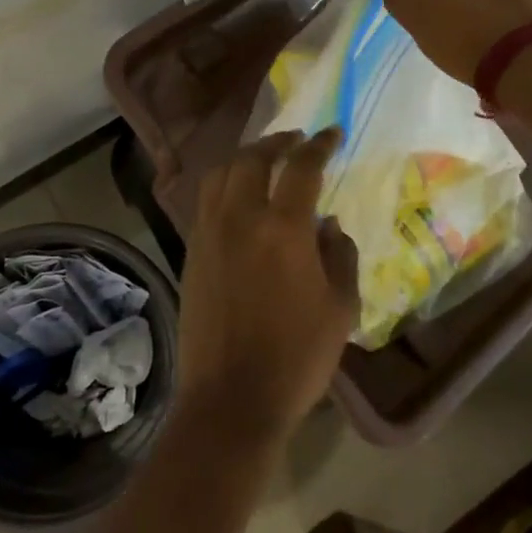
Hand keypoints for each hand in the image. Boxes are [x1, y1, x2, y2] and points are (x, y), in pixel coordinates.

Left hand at [176, 129, 359, 441]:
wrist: (230, 398)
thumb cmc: (296, 357)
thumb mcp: (340, 308)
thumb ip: (340, 256)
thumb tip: (329, 224)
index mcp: (283, 228)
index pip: (301, 167)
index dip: (319, 145)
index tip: (332, 134)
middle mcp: (240, 218)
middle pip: (253, 158)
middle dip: (277, 141)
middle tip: (296, 139)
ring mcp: (209, 233)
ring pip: (221, 174)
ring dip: (245, 157)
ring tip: (264, 159)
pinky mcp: (191, 251)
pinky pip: (206, 200)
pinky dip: (224, 183)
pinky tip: (237, 196)